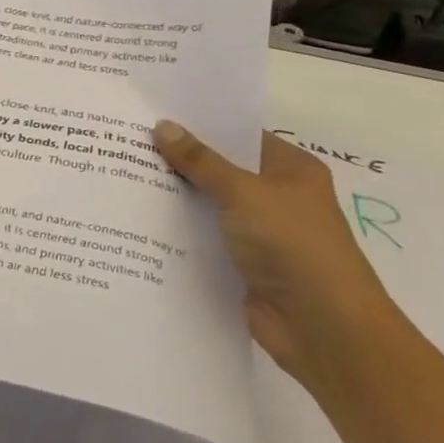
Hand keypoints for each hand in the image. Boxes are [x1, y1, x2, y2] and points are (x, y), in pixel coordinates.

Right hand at [152, 121, 398, 392]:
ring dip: (173, 197)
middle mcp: (276, 197)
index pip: (239, 135)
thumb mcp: (244, 193)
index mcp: (290, 170)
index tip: (153, 114)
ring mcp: (258, 232)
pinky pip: (201, 238)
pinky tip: (135, 219)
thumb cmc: (294, 246)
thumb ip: (201, 161)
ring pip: (207, 205)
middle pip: (219, 170)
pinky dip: (176, 231)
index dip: (200, 125)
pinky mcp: (240, 264)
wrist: (322, 328)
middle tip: (125, 142)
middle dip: (178, 160)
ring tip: (120, 175)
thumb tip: (163, 126)